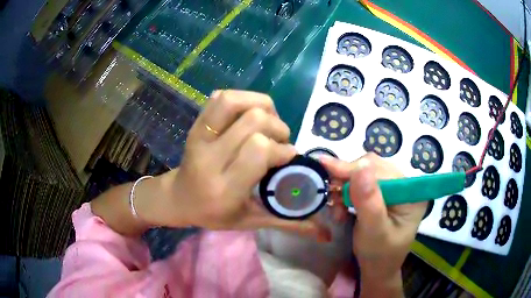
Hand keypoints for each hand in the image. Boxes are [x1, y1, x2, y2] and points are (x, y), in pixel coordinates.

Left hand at [137, 90, 329, 239]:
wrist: (180, 197)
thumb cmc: (216, 213)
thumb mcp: (252, 222)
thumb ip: (291, 224)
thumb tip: (327, 235)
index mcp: (224, 188)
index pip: (259, 150)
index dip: (281, 149)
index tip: (289, 156)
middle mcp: (209, 158)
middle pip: (253, 121)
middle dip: (277, 128)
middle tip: (279, 142)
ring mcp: (199, 137)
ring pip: (235, 102)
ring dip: (261, 107)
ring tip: (267, 123)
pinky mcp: (196, 124)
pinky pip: (221, 97)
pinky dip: (243, 99)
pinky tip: (249, 115)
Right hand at [320, 153, 426, 295]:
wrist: (377, 268)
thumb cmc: (379, 255)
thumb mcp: (374, 231)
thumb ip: (368, 201)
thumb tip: (360, 165)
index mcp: (411, 193)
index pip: (382, 171)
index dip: (353, 169)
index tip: (324, 166)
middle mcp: (405, 185)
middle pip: (373, 167)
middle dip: (348, 178)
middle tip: (330, 193)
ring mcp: (395, 187)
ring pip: (365, 172)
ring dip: (346, 185)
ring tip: (336, 205)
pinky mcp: (384, 192)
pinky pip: (362, 181)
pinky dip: (347, 190)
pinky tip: (341, 204)